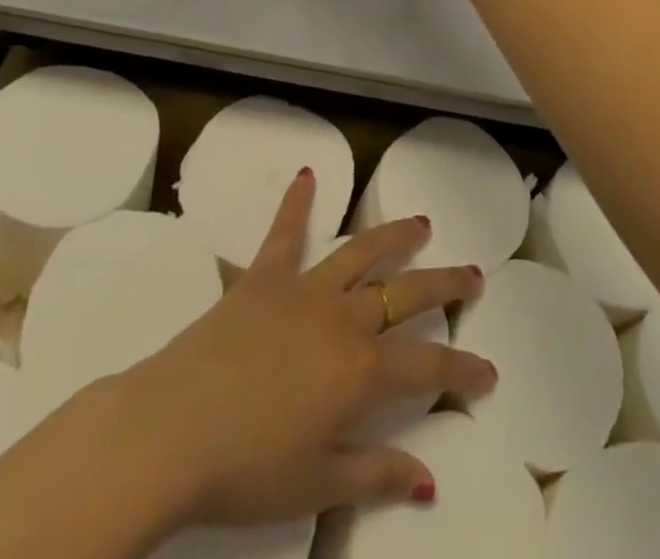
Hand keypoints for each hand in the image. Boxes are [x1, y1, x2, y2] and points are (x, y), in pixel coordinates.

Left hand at [114, 171, 493, 530]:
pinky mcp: (264, 276)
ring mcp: (303, 290)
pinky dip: (297, 202)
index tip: (488, 372)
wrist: (171, 429)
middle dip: (444, 284)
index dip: (463, 370)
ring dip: (394, 236)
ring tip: (420, 223)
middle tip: (473, 274)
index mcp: (360, 372)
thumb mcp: (317, 484)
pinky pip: (285, 232)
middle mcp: (342, 319)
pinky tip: (306, 175)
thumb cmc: (246, 468)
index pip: (428, 368)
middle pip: (405, 293)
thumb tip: (427, 480)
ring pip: (360, 253)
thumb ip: (375, 474)